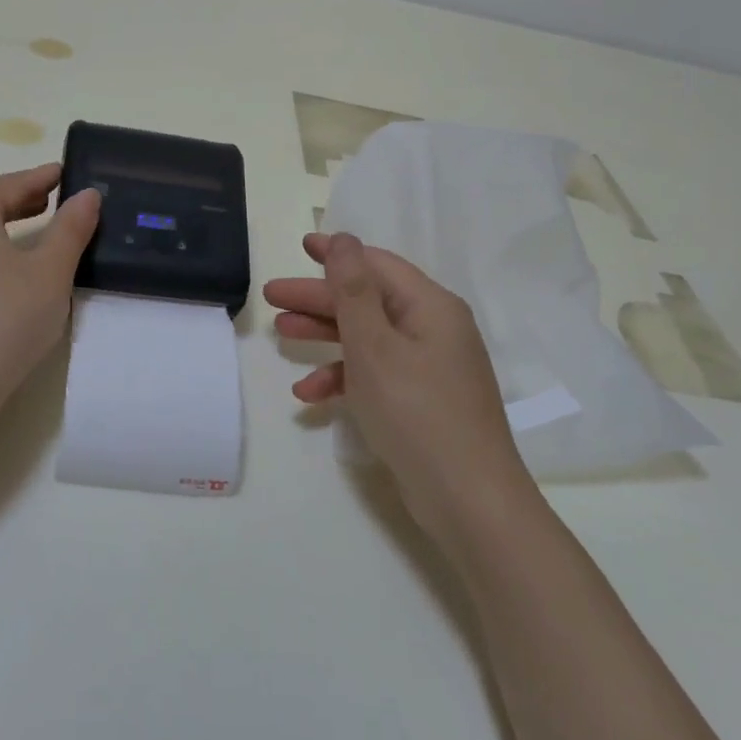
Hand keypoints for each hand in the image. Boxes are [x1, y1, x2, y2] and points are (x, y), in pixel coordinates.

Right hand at [264, 232, 526, 530]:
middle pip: (368, 300)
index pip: (377, 265)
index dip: (338, 253)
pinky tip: (310, 394)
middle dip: (319, 298)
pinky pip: (376, 373)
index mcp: (430, 307)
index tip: (302, 245)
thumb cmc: (417, 413)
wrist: (468, 500)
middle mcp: (433, 329)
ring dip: (326, 336)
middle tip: (272, 297)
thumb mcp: (375, 347)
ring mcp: (428, 366)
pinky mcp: (420, 399)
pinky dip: (344, 377)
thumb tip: (344, 239)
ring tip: (282, 334)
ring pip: (368, 337)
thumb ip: (354, 291)